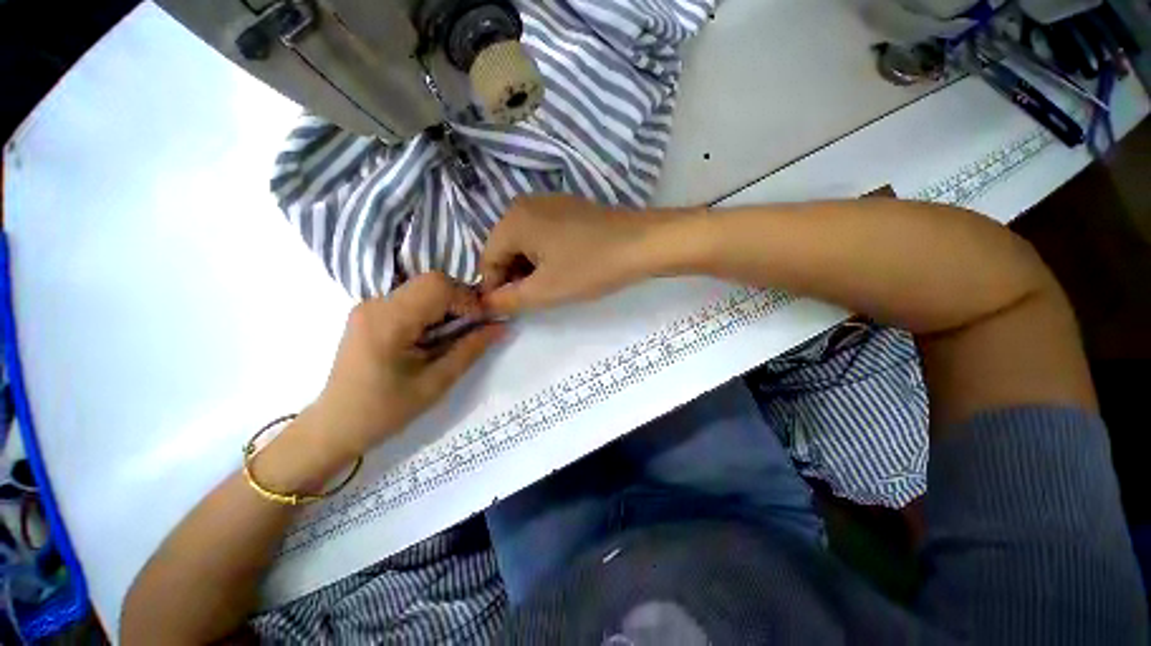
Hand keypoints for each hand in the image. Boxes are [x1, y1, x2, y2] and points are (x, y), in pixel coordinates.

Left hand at [308, 273, 504, 460]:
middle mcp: (375, 303)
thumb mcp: (437, 382)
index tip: (482, 324)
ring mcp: (370, 304)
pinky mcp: (371, 311)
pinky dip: (433, 309)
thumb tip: (502, 326)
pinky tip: (434, 334)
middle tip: (471, 328)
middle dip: (460, 300)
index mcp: (388, 321)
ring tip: (453, 334)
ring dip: (448, 305)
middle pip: (432, 282)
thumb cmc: (386, 410)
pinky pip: (412, 297)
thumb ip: (471, 348)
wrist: (336, 424)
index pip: (438, 286)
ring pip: (423, 287)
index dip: (468, 299)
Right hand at [481, 194, 654, 313]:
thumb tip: (484, 304)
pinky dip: (546, 255)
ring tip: (553, 285)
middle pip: (505, 250)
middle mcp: (525, 204)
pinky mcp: (568, 208)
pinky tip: (565, 267)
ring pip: (525, 244)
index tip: (514, 308)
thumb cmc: (590, 267)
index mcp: (512, 220)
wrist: (642, 243)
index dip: (496, 289)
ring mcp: (549, 203)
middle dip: (515, 277)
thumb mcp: (545, 290)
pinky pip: (544, 235)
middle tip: (537, 298)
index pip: (488, 260)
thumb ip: (508, 300)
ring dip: (531, 269)